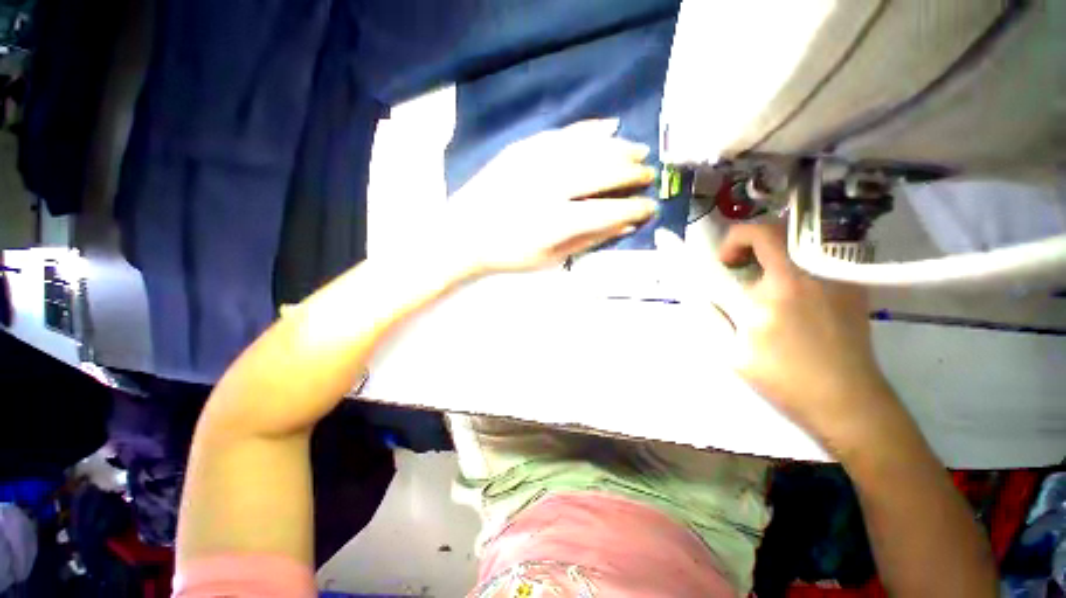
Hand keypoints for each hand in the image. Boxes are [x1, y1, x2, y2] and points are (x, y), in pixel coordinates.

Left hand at [447, 119, 658, 273]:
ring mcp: (535, 163)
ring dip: (618, 148)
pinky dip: (589, 129)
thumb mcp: (551, 259)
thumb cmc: (509, 254)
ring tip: (638, 150)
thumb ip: (589, 241)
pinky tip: (608, 126)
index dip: (635, 209)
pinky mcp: (523, 149)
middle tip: (647, 175)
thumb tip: (626, 226)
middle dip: (632, 173)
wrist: (465, 234)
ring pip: (588, 148)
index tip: (651, 207)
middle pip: (603, 172)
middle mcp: (551, 187)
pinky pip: (563, 133)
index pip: (610, 211)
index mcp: (557, 222)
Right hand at [716, 223, 898, 444]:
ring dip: (772, 252)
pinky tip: (789, 293)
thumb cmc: (785, 378)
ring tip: (762, 280)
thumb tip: (702, 294)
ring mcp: (838, 278)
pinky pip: (817, 259)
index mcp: (782, 286)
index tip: (724, 263)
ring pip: (800, 242)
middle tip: (739, 266)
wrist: (846, 401)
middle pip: (782, 230)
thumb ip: (714, 316)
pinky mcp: (852, 289)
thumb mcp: (734, 351)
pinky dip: (794, 264)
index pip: (760, 234)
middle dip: (751, 241)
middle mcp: (814, 273)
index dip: (734, 240)